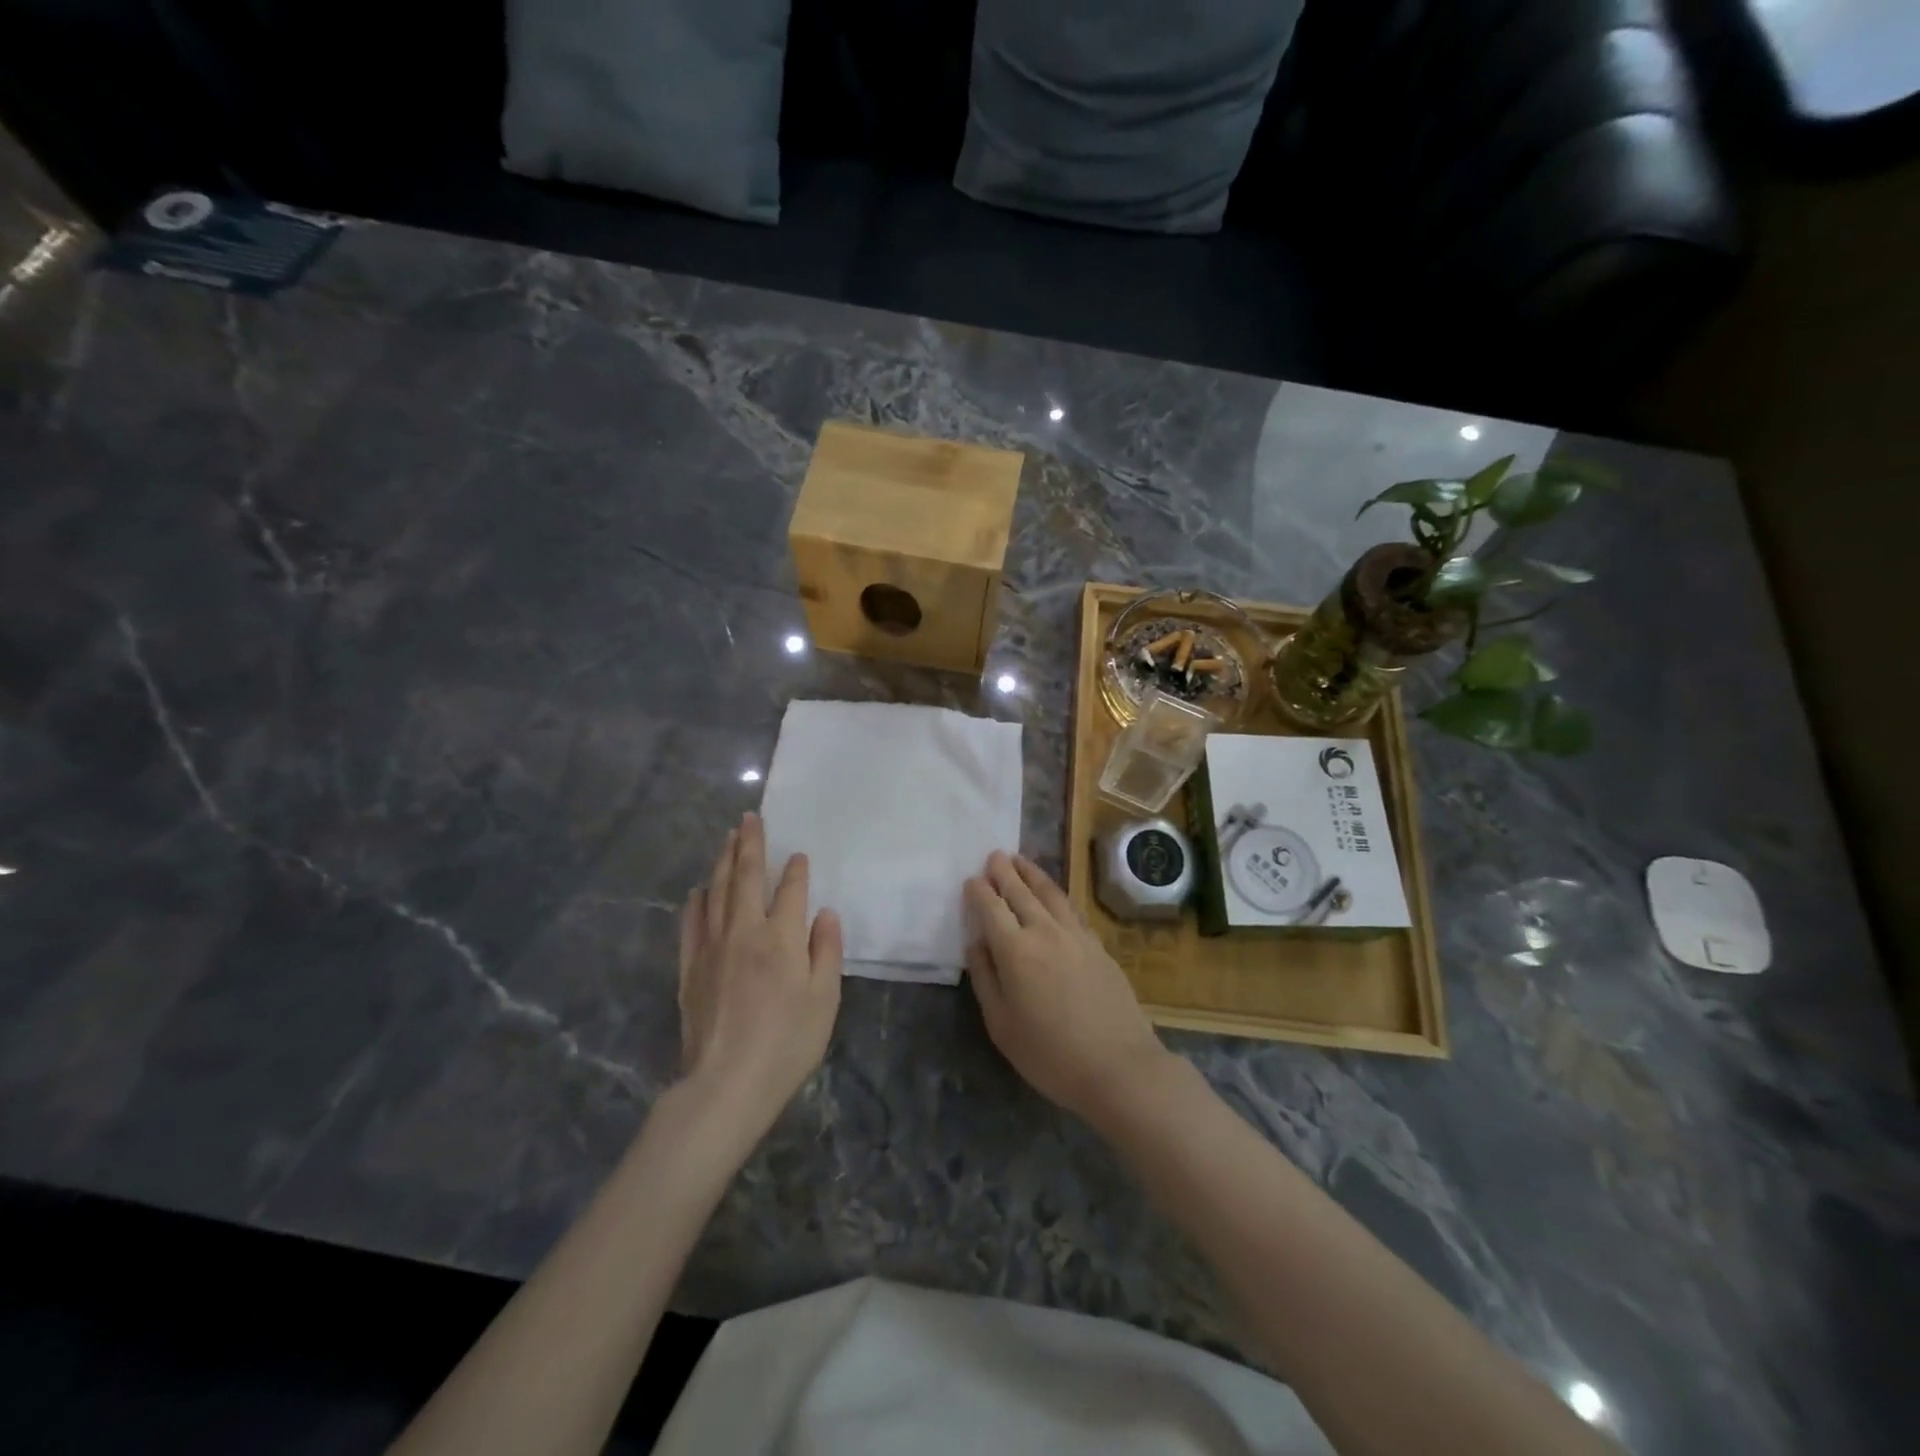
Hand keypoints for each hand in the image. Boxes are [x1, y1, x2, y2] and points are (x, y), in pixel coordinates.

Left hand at [677, 813, 842, 1142]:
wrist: (726, 1083)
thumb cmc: (787, 1043)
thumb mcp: (825, 999)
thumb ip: (826, 950)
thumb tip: (823, 913)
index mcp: (782, 938)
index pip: (791, 890)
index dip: (796, 870)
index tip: (799, 856)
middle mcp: (745, 931)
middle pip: (746, 877)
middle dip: (750, 844)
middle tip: (750, 818)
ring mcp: (712, 947)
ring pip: (717, 891)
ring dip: (723, 861)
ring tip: (728, 838)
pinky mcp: (689, 967)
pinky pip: (692, 923)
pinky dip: (697, 901)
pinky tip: (699, 889)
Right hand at [964, 852, 1170, 1125]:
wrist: (1118, 1065)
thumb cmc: (1049, 1054)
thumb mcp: (1001, 1025)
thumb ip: (985, 977)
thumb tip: (976, 942)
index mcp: (1015, 951)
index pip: (991, 908)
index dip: (979, 892)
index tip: (971, 880)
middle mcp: (1044, 932)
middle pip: (1020, 892)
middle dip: (1004, 872)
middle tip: (994, 855)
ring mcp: (1075, 935)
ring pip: (1049, 893)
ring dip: (1031, 873)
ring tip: (1020, 859)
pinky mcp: (1097, 944)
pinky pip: (1070, 907)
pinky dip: (1055, 892)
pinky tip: (1052, 892)